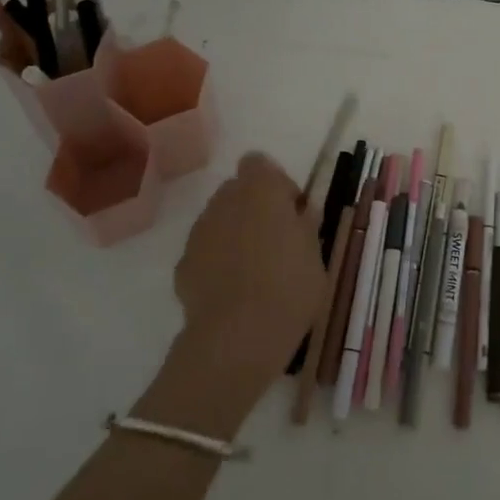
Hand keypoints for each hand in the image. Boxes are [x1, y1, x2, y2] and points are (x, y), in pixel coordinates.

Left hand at [171, 153, 325, 386]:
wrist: (237, 337)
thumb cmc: (289, 287)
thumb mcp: (315, 254)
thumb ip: (305, 226)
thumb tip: (300, 212)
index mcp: (260, 189)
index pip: (259, 163)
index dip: (276, 183)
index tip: (292, 212)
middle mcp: (225, 201)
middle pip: (237, 190)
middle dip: (254, 207)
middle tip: (276, 241)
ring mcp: (199, 232)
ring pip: (218, 220)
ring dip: (234, 233)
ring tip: (254, 270)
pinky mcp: (183, 264)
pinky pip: (204, 251)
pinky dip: (216, 262)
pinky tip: (232, 291)